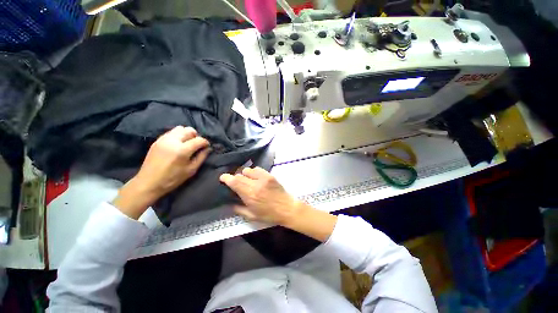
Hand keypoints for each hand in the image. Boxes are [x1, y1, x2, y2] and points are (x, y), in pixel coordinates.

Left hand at [114, 126, 209, 218]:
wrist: (148, 182)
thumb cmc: (172, 179)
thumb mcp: (191, 170)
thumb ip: (201, 157)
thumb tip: (208, 148)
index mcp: (182, 150)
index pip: (199, 140)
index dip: (205, 142)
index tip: (207, 147)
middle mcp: (173, 141)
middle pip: (189, 130)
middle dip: (196, 136)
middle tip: (197, 145)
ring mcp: (164, 139)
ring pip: (180, 128)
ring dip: (187, 134)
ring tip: (188, 143)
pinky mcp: (158, 140)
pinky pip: (171, 132)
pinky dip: (178, 135)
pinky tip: (178, 144)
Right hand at [219, 167, 302, 225]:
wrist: (287, 208)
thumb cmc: (269, 215)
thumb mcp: (252, 216)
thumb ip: (239, 209)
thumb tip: (229, 203)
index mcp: (250, 195)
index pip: (235, 182)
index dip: (227, 178)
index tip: (222, 178)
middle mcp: (256, 184)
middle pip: (240, 175)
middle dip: (235, 178)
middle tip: (235, 182)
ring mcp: (264, 178)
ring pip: (248, 170)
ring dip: (244, 174)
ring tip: (247, 180)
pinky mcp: (270, 175)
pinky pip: (258, 169)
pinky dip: (254, 172)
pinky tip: (255, 177)